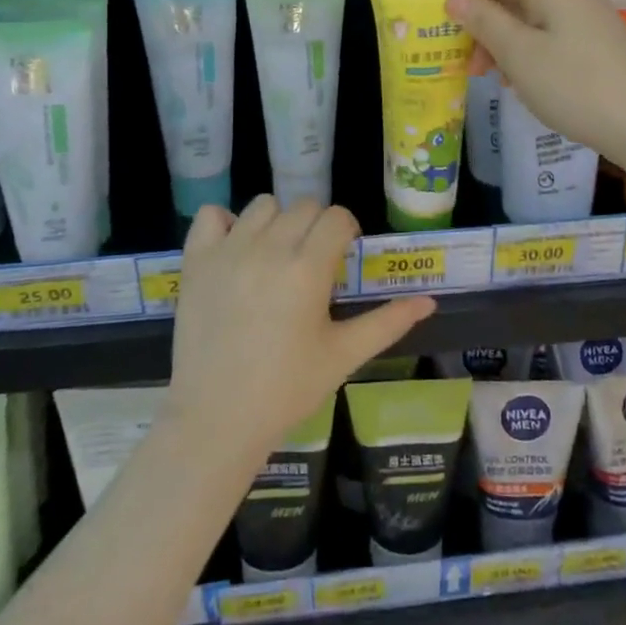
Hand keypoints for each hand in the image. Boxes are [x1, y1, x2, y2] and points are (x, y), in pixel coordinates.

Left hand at [165, 196, 435, 459]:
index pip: (337, 217)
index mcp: (308, 268)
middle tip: (312, 262)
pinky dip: (225, 224)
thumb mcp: (344, 355)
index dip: (346, 231)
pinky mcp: (196, 261)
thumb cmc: (287, 389)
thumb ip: (388, 322)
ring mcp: (229, 251)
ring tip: (275, 256)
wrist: (217, 418)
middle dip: (316, 226)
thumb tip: (429, 301)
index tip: (342, 256)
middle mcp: (269, 248)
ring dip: (276, 221)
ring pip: (262, 205)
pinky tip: (235, 250)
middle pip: (304, 206)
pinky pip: (211, 216)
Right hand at [435, 0, 625, 164]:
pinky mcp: (582, 39)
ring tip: (473, 71)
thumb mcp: (520, 55)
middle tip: (447, 42)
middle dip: (469, 4)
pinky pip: (536, 29)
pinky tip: (506, 80)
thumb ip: (483, 21)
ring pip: (517, 6)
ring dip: (488, 32)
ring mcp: (574, 13)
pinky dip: (513, 47)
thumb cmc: (579, 87)